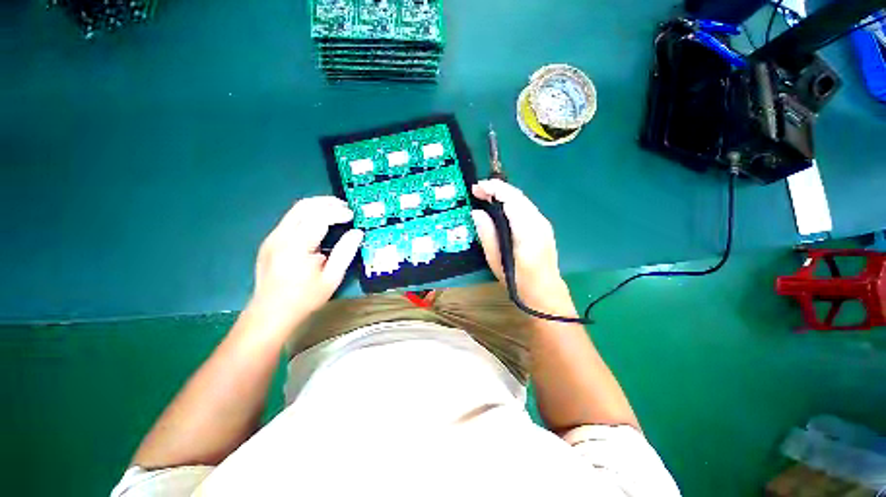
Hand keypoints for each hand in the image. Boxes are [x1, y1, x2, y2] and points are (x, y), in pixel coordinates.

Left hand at [250, 196, 363, 330]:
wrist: (270, 313)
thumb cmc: (304, 299)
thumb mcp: (331, 278)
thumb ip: (345, 252)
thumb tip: (357, 233)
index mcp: (296, 246)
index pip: (319, 217)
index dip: (338, 213)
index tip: (352, 216)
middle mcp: (281, 236)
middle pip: (304, 206)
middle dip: (327, 202)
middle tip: (345, 207)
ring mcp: (272, 237)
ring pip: (295, 210)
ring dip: (318, 206)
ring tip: (336, 211)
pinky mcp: (270, 241)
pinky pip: (291, 219)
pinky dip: (308, 215)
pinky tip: (320, 223)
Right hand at [471, 180, 575, 314]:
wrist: (545, 294)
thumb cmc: (518, 281)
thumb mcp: (496, 260)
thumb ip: (487, 234)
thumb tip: (477, 212)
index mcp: (527, 231)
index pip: (511, 199)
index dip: (493, 189)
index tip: (476, 188)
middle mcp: (539, 222)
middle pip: (518, 196)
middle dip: (497, 189)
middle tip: (477, 191)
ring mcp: (543, 224)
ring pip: (522, 200)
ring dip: (503, 195)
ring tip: (485, 197)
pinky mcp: (543, 227)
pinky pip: (525, 208)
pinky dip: (511, 203)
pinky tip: (499, 209)